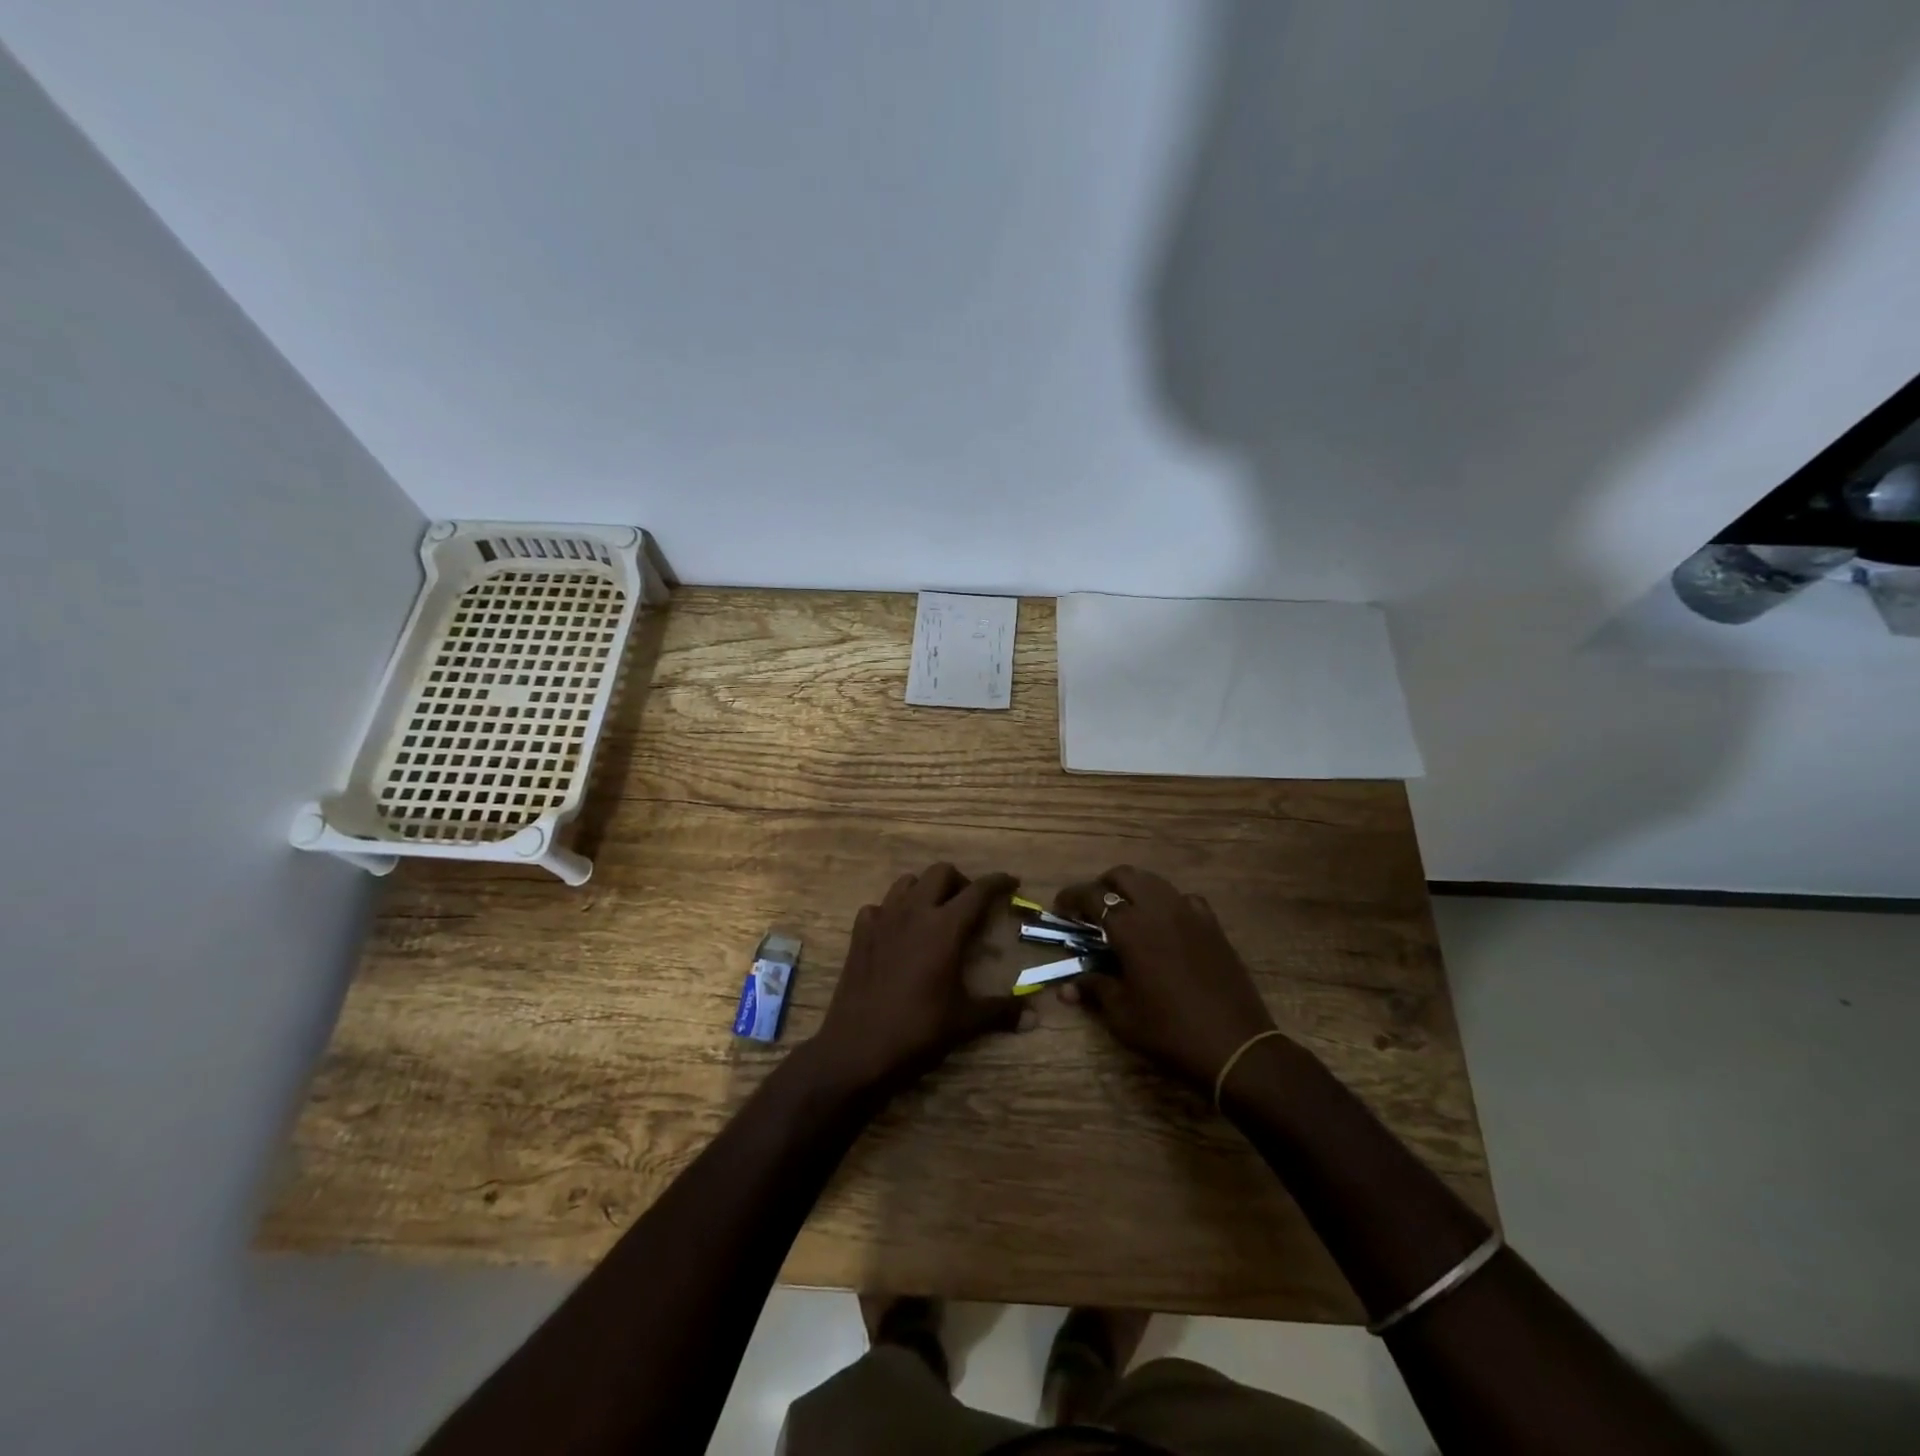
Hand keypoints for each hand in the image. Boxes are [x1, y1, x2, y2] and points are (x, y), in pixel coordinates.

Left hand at [807, 863, 1022, 1098]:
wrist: (857, 1047)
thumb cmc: (918, 1030)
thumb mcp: (965, 1021)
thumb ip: (1001, 1011)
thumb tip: (1035, 1017)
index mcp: (945, 927)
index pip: (978, 891)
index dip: (998, 882)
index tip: (1012, 883)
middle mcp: (914, 912)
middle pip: (941, 873)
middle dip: (960, 881)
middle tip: (970, 904)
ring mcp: (883, 918)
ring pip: (908, 882)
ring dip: (926, 889)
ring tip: (935, 912)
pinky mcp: (860, 933)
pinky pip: (879, 906)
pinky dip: (893, 911)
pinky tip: (898, 932)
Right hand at [1056, 866, 1281, 1091]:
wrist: (1236, 1045)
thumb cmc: (1170, 1031)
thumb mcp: (1123, 1015)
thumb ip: (1094, 989)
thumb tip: (1066, 987)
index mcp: (1131, 927)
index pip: (1093, 895)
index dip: (1071, 897)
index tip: (1060, 909)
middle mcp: (1159, 909)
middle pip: (1125, 876)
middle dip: (1103, 885)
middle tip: (1091, 909)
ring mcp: (1191, 913)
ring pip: (1155, 882)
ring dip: (1134, 890)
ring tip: (1125, 914)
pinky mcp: (1213, 925)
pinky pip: (1184, 899)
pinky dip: (1167, 903)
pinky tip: (1165, 926)